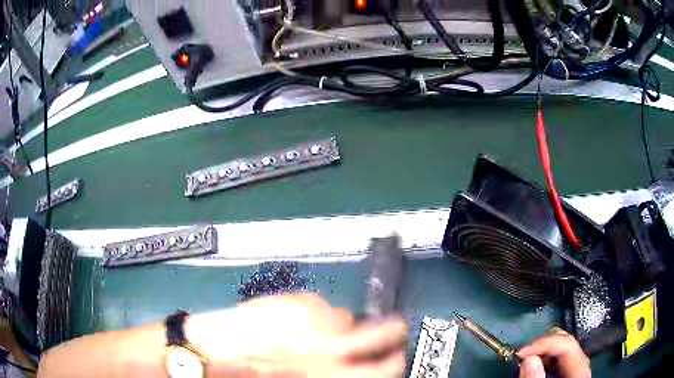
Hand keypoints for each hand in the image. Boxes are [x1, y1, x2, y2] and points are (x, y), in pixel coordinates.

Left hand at [186, 293, 407, 376]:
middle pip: (388, 333)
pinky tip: (293, 322)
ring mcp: (318, 321)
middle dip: (394, 333)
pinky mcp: (297, 301)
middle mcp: (335, 348)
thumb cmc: (258, 374)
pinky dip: (315, 314)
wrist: (217, 352)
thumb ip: (335, 372)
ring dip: (339, 325)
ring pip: (348, 317)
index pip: (389, 367)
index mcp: (336, 373)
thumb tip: (353, 362)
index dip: (395, 360)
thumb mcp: (310, 377)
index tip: (395, 356)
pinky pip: (321, 306)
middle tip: (393, 332)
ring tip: (317, 332)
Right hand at [517, 328, 590, 377]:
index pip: (567, 345)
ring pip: (563, 349)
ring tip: (525, 359)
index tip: (520, 353)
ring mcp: (576, 371)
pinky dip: (546, 359)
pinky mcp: (568, 375)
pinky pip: (559, 360)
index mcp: (580, 372)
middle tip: (522, 355)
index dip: (544, 343)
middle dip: (543, 345)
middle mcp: (581, 367)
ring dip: (543, 351)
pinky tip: (535, 365)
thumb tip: (528, 358)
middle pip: (567, 343)